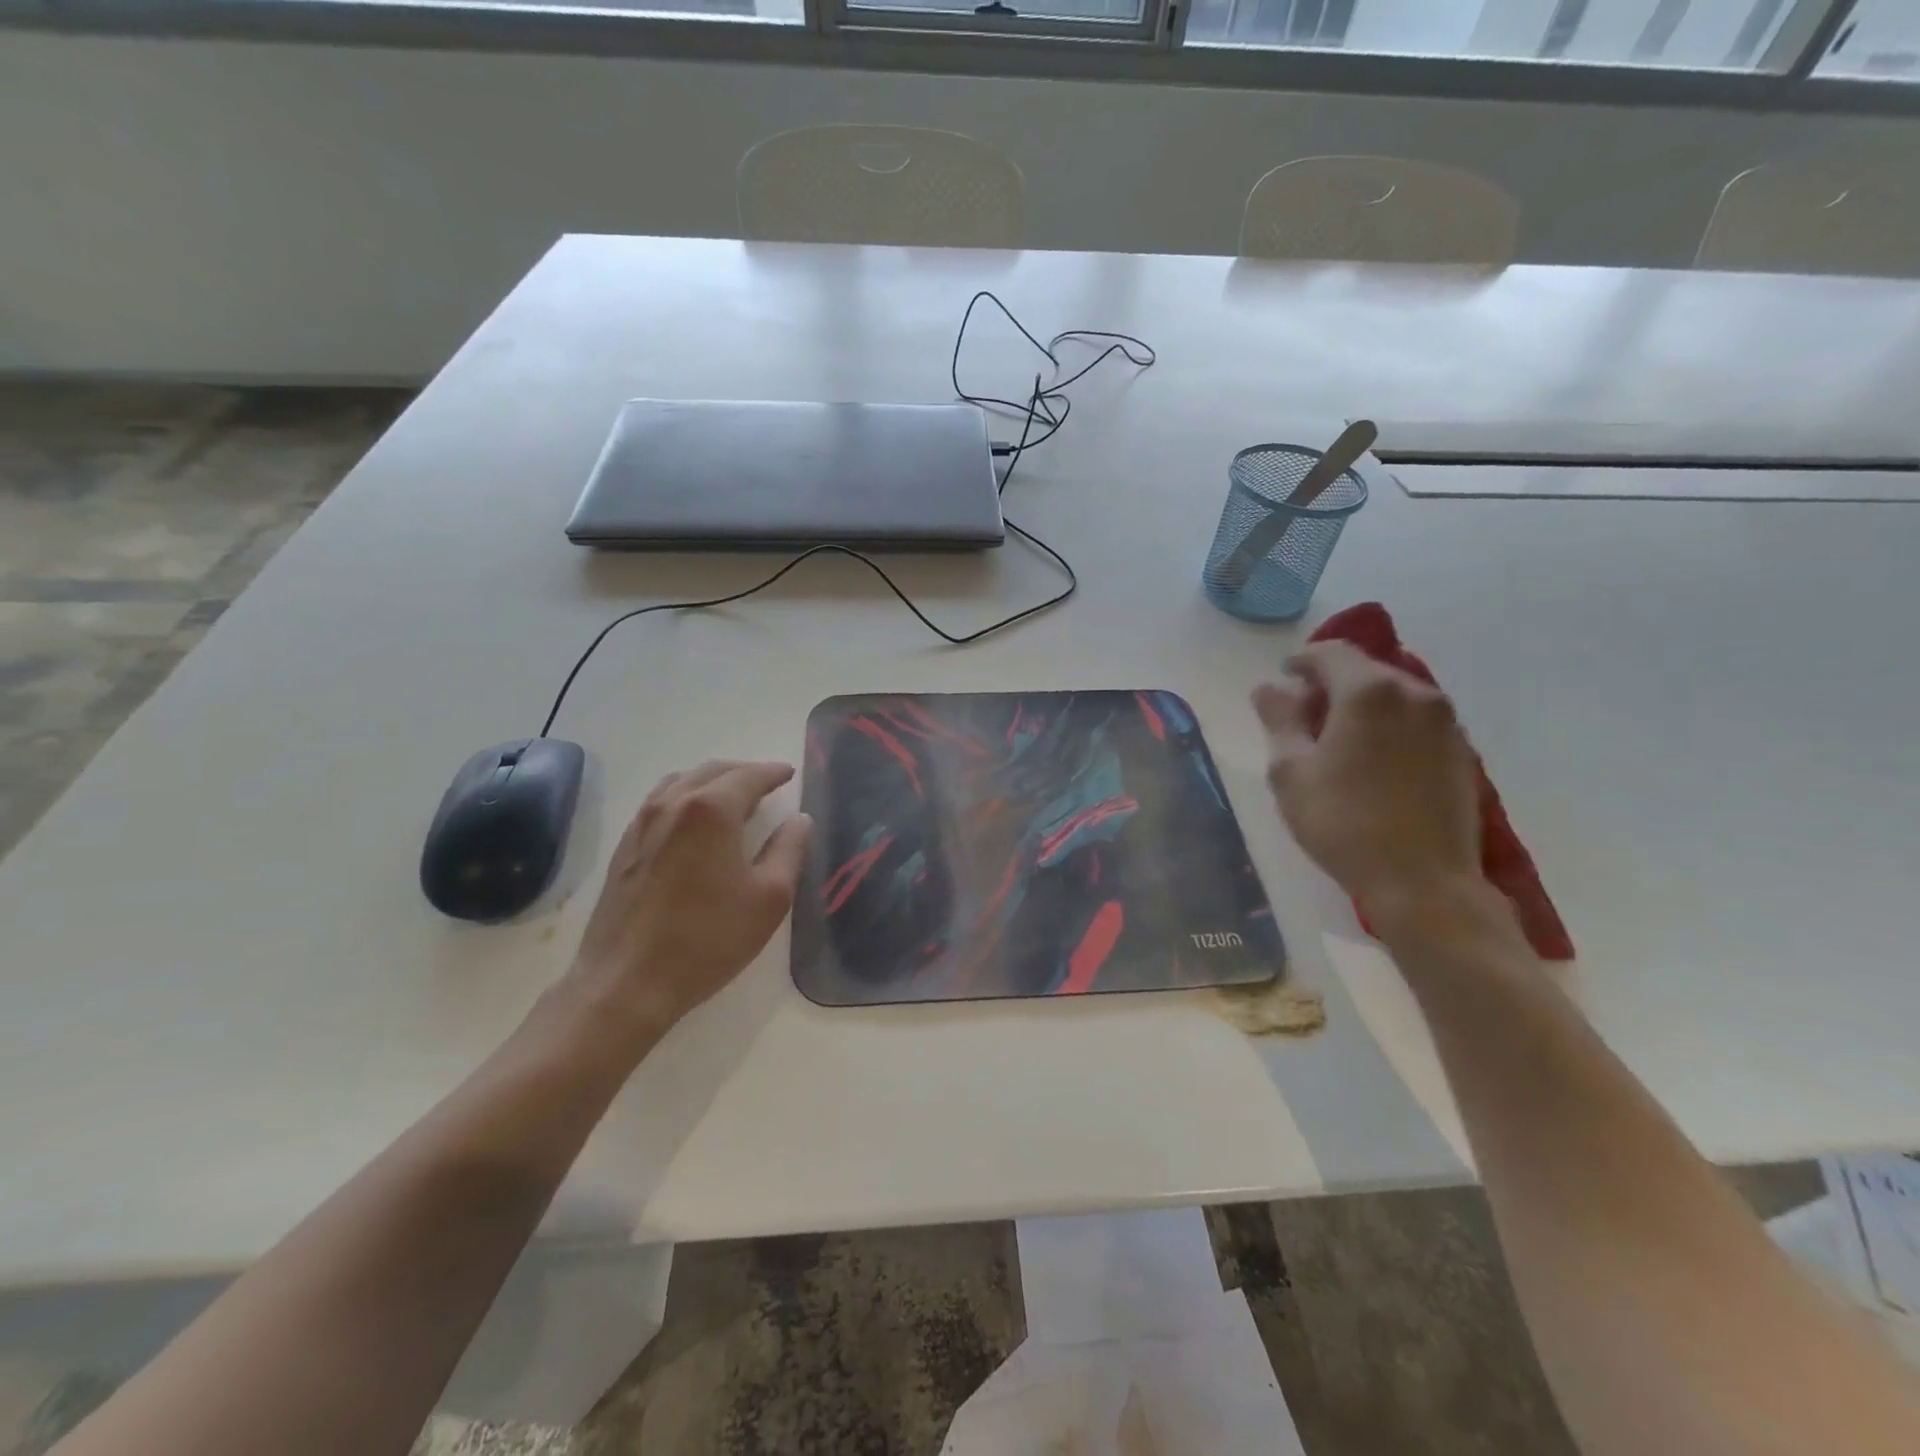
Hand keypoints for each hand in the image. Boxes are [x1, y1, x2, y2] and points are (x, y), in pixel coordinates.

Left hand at [566, 760, 811, 1040]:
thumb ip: (789, 850)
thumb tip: (799, 820)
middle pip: (714, 771)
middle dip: (744, 772)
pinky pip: (660, 802)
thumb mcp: (770, 898)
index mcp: (712, 810)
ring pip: (682, 782)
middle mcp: (673, 804)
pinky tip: (694, 820)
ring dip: (713, 780)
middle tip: (768, 782)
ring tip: (733, 796)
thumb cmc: (708, 939)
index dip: (773, 773)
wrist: (627, 982)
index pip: (749, 777)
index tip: (790, 773)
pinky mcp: (624, 846)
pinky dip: (686, 796)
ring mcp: (642, 823)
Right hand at [1252, 641, 1481, 925]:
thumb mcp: (1291, 772)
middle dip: (1333, 683)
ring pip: (1395, 696)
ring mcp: (1446, 724)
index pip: (1332, 653)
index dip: (1303, 660)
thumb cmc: (1343, 823)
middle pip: (1367, 670)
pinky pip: (1417, 721)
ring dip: (1363, 705)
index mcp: (1369, 692)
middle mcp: (1415, 695)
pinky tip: (1373, 760)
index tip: (1284, 676)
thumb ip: (1280, 720)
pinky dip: (1390, 726)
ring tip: (1338, 737)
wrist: (1423, 882)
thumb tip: (1269, 688)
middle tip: (1305, 712)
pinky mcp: (1461, 752)